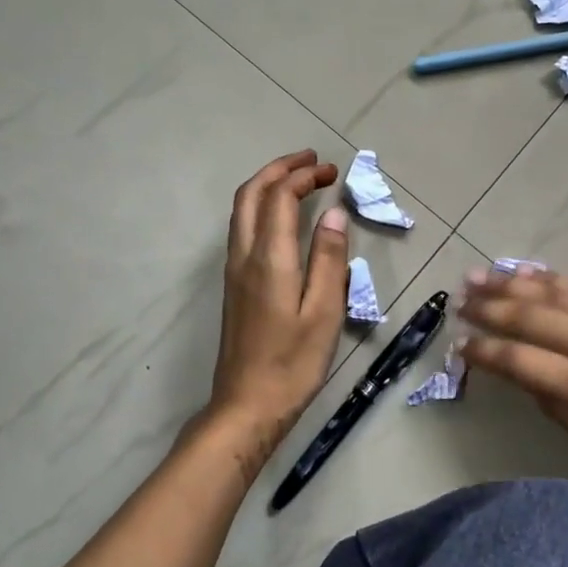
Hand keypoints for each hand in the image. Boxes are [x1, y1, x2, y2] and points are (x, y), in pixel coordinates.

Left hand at [205, 150, 350, 476]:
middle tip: (311, 161)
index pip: (279, 197)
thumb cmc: (293, 363)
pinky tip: (283, 218)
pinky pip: (243, 229)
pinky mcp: (234, 285)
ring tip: (299, 180)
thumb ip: (329, 260)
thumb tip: (333, 213)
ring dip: (267, 185)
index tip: (330, 171)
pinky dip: (262, 207)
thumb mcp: (324, 313)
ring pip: (242, 210)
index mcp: (268, 259)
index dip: (302, 176)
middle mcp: (244, 256)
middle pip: (251, 194)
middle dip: (279, 169)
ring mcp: (234, 271)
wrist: (247, 405)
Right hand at [456, 267, 567, 482]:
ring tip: (478, 276)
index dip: (481, 351)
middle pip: (526, 315)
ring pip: (550, 290)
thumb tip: (526, 376)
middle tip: (459, 300)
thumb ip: (557, 406)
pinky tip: (527, 271)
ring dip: (509, 282)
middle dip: (486, 307)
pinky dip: (550, 277)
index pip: (515, 359)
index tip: (460, 344)